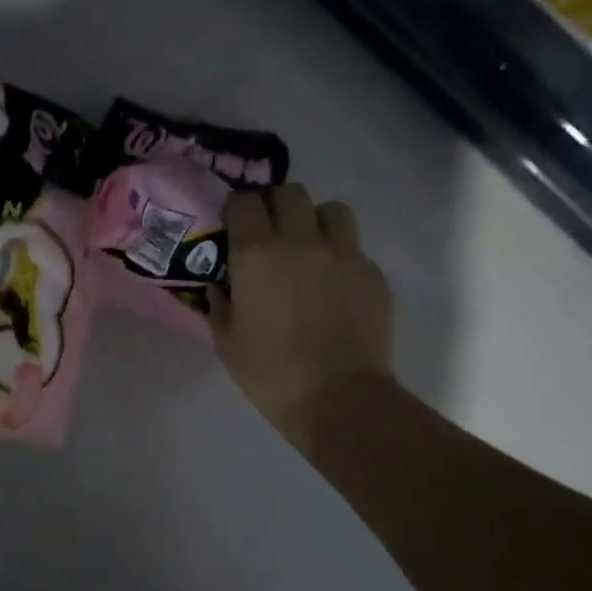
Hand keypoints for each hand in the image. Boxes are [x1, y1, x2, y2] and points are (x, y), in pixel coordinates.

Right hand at [210, 184, 394, 446]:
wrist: (338, 398)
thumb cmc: (271, 372)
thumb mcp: (227, 341)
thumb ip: (219, 304)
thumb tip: (220, 286)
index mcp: (256, 253)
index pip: (244, 201)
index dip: (237, 209)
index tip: (235, 226)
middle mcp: (300, 241)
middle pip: (290, 192)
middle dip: (277, 205)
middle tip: (272, 233)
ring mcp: (342, 253)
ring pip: (332, 210)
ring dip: (316, 222)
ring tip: (310, 249)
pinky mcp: (372, 273)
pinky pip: (355, 248)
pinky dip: (341, 257)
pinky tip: (335, 288)